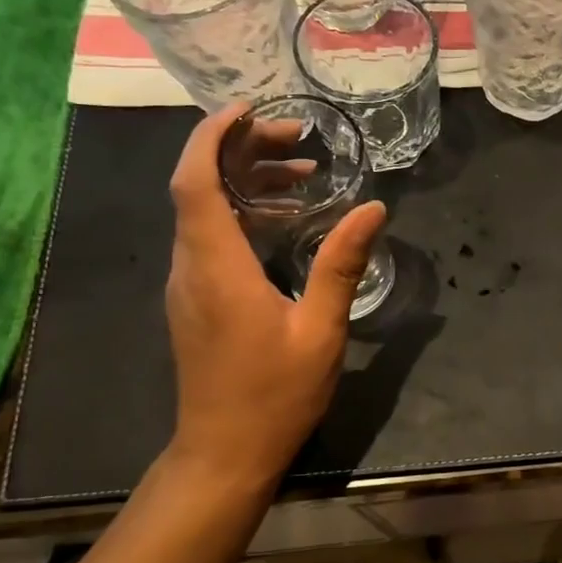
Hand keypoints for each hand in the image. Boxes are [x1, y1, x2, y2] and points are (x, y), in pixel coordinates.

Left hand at [162, 104, 385, 496]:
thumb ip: (341, 264)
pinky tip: (286, 219)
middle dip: (242, 151)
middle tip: (299, 141)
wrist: (224, 452)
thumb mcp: (320, 330)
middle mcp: (191, 267)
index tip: (251, 109)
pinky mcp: (196, 300)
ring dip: (245, 182)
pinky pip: (211, 237)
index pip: (196, 181)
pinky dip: (243, 212)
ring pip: (204, 211)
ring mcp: (188, 284)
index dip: (214, 136)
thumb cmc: (274, 394)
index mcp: (217, 267)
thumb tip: (373, 209)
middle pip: (199, 187)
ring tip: (303, 173)